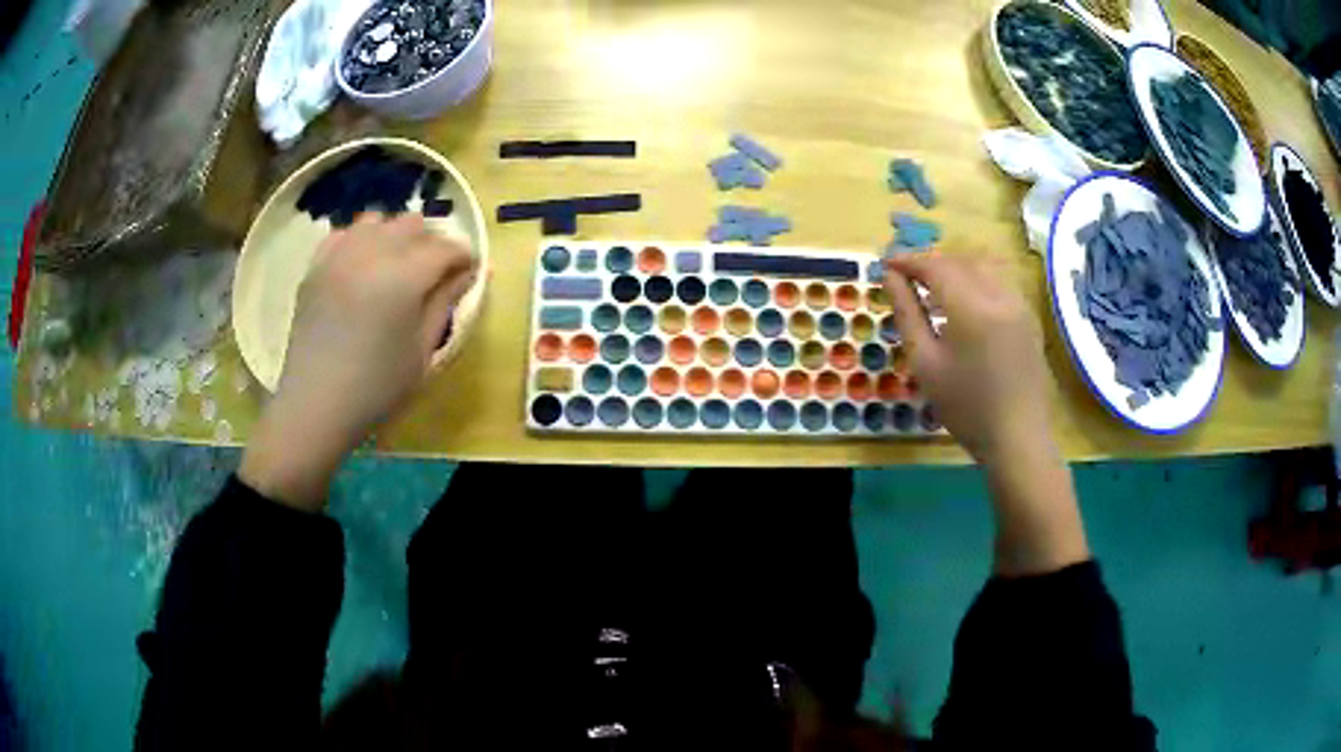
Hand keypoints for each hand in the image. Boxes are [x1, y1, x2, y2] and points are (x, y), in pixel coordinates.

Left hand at [240, 214, 477, 509]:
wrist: (315, 405)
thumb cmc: (376, 388)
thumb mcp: (422, 351)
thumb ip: (445, 303)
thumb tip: (469, 273)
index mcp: (405, 277)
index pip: (446, 247)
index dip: (464, 257)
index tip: (469, 274)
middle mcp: (372, 253)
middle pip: (412, 224)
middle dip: (431, 242)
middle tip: (434, 273)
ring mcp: (339, 255)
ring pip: (378, 221)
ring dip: (394, 236)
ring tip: (396, 265)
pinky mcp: (316, 266)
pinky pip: (344, 234)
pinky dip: (360, 241)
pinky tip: (362, 266)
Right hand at [884, 251, 1087, 575]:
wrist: (1017, 438)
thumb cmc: (966, 408)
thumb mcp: (925, 364)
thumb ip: (907, 314)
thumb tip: (891, 278)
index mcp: (972, 307)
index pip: (935, 266)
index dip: (908, 261)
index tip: (886, 265)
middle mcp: (999, 295)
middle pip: (960, 261)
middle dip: (931, 263)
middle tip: (905, 278)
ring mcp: (1019, 304)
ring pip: (982, 267)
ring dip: (954, 269)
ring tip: (932, 291)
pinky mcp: (1029, 316)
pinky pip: (998, 282)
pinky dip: (975, 281)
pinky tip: (963, 307)